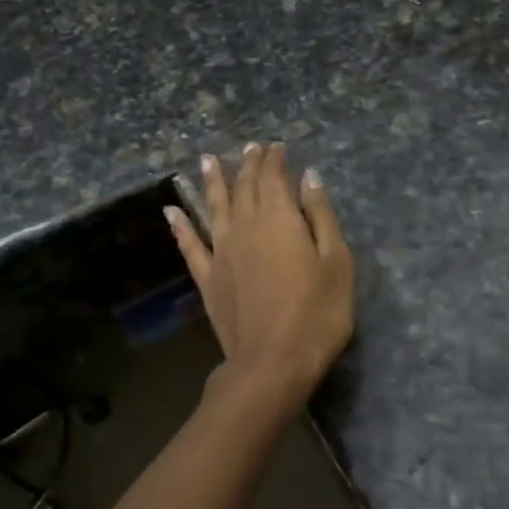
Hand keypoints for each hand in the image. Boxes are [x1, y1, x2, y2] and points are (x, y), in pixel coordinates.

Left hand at [165, 143, 354, 401]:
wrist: (273, 362)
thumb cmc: (317, 313)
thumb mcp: (336, 263)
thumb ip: (321, 217)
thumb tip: (309, 178)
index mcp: (280, 220)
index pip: (274, 179)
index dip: (275, 160)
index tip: (277, 147)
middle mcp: (246, 227)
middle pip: (245, 188)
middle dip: (248, 164)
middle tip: (251, 147)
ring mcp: (222, 252)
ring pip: (214, 207)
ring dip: (212, 182)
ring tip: (207, 161)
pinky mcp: (208, 278)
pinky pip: (190, 245)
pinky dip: (180, 226)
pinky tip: (172, 212)